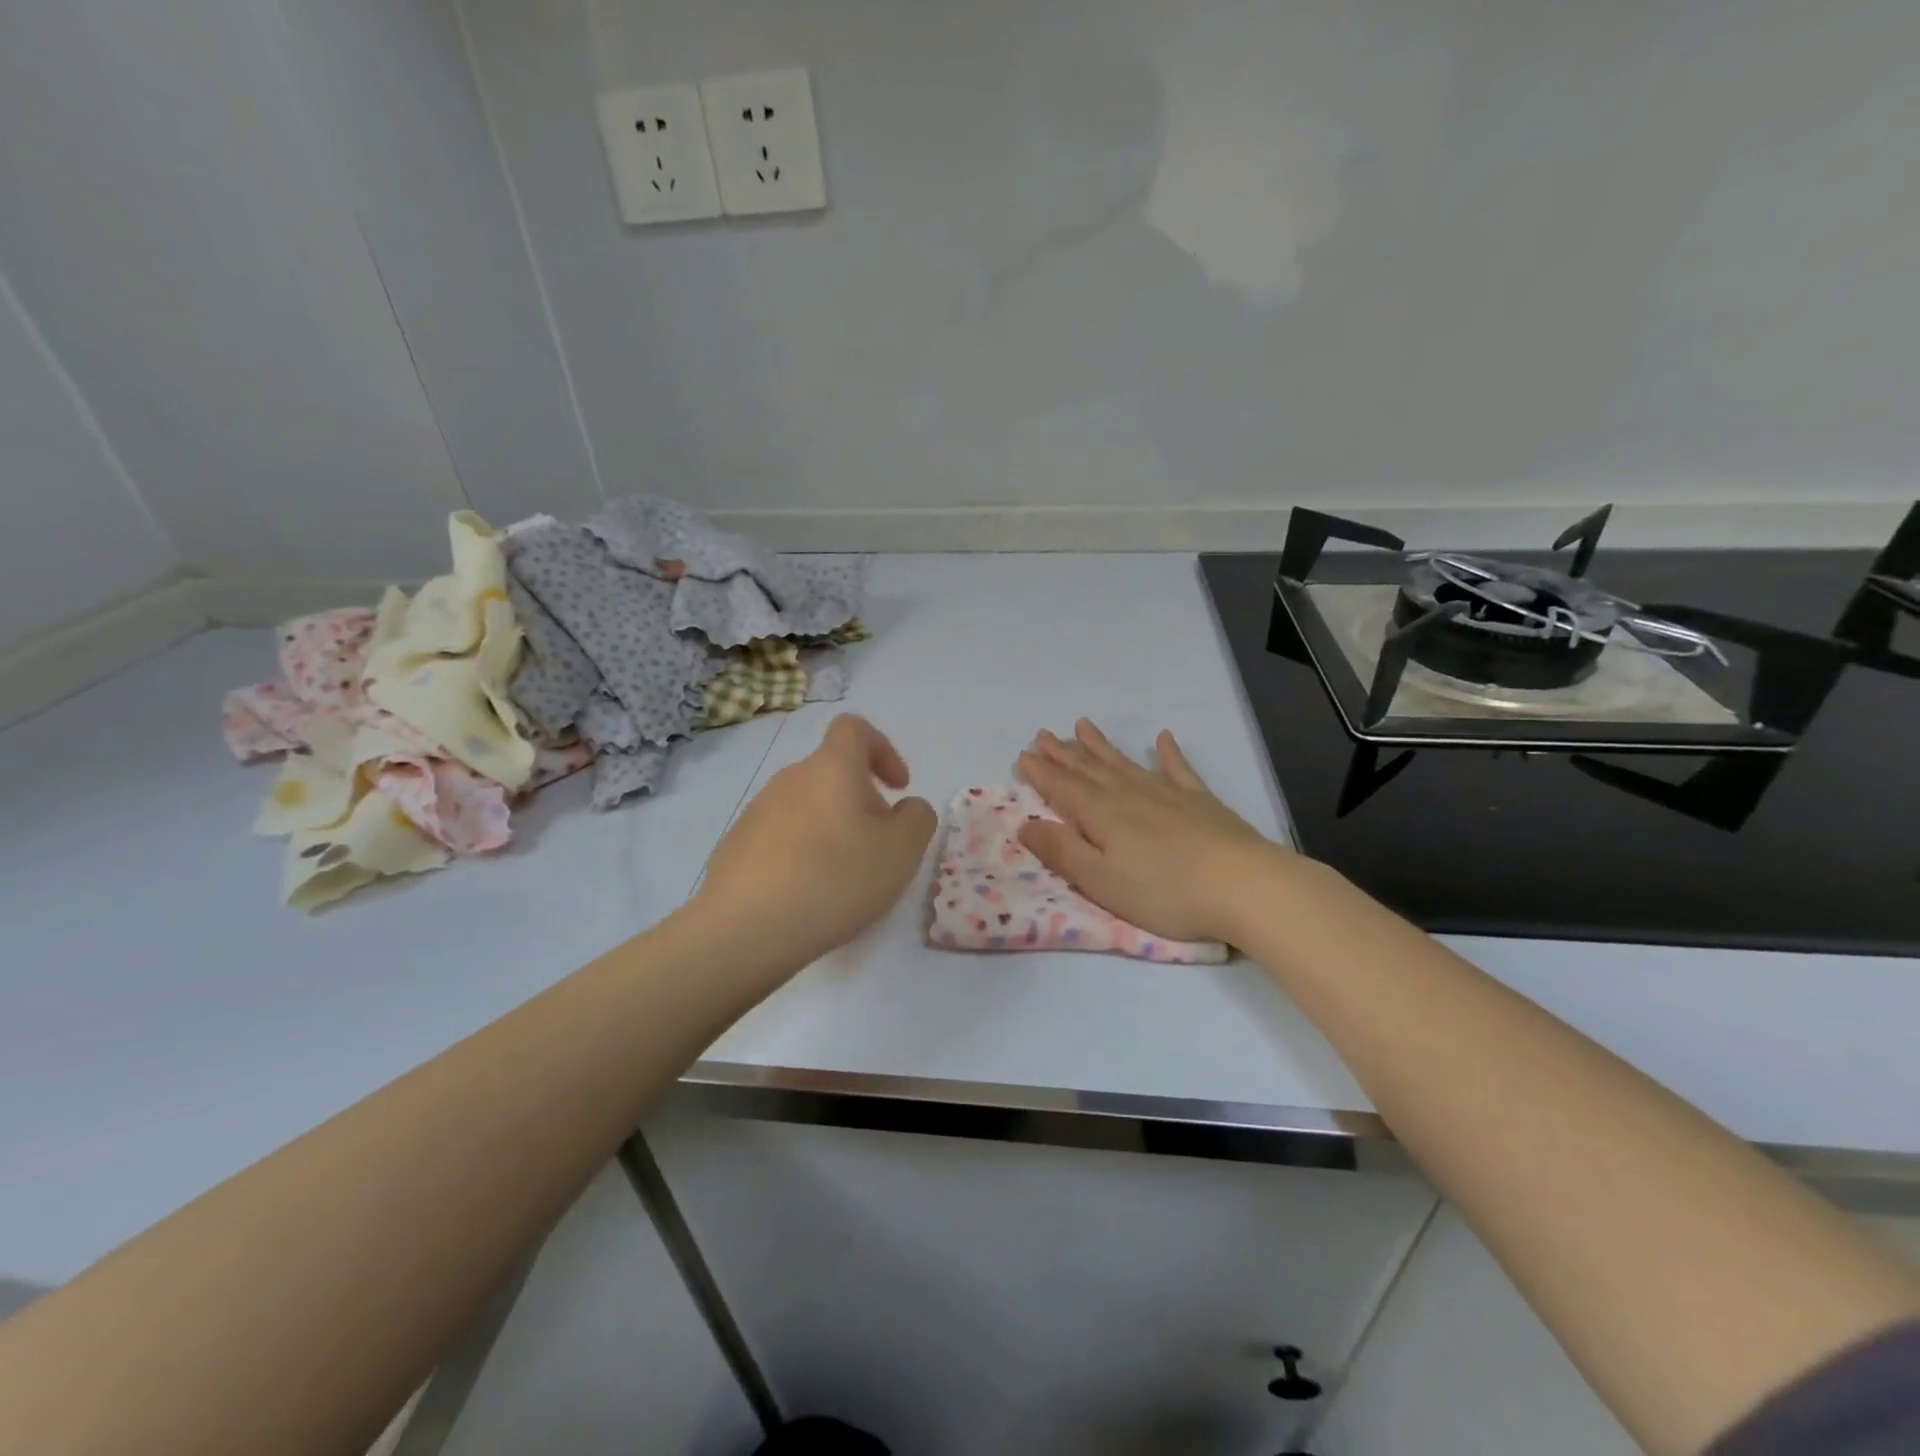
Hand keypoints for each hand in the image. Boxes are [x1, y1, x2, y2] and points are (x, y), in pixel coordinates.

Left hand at [694, 715, 936, 967]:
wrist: (745, 929)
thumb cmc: (835, 879)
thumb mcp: (902, 851)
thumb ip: (917, 818)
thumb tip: (906, 807)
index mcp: (831, 768)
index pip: (854, 728)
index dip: (882, 749)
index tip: (896, 787)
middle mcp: (790, 778)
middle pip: (832, 772)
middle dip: (860, 801)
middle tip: (876, 846)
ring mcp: (757, 811)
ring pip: (806, 806)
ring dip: (830, 829)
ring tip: (841, 877)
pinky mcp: (736, 845)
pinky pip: (780, 837)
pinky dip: (800, 853)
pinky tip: (805, 894)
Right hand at [1016, 719, 1286, 944]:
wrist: (1243, 885)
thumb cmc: (1164, 892)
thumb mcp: (1101, 881)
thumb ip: (1062, 851)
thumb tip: (1026, 823)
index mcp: (1101, 815)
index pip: (1063, 788)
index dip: (1042, 773)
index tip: (1023, 756)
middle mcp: (1129, 795)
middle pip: (1089, 769)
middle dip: (1063, 753)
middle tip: (1043, 734)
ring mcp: (1166, 794)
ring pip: (1124, 763)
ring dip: (1101, 745)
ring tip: (1082, 725)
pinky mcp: (1200, 801)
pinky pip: (1178, 769)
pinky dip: (1168, 754)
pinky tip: (1163, 738)